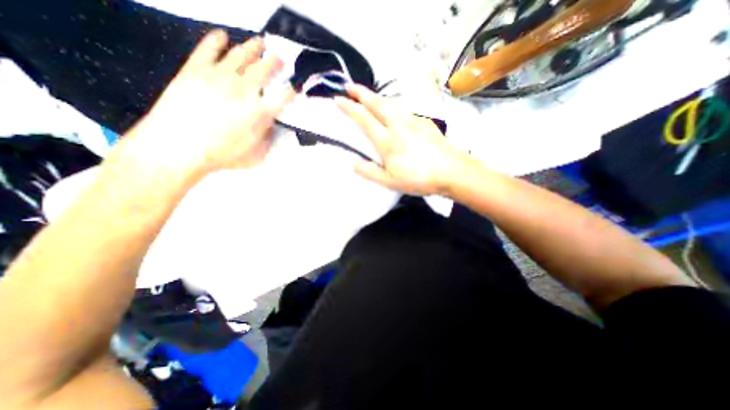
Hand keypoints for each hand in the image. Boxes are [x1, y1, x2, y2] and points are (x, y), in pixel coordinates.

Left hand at [116, 28, 292, 173]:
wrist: (177, 148)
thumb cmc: (221, 155)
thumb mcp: (255, 155)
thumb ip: (268, 138)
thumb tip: (271, 125)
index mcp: (260, 112)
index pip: (283, 97)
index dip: (291, 92)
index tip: (294, 89)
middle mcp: (243, 90)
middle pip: (264, 70)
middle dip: (275, 63)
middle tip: (280, 58)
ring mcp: (219, 76)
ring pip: (240, 56)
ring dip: (253, 48)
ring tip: (260, 42)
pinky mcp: (195, 70)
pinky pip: (208, 49)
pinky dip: (216, 40)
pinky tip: (223, 35)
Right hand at [335, 82, 467, 195]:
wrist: (452, 172)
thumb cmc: (420, 179)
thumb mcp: (390, 182)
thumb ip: (370, 172)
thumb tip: (353, 163)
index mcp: (388, 142)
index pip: (365, 120)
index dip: (350, 108)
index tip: (338, 99)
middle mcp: (399, 126)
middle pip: (378, 104)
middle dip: (362, 93)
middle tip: (350, 86)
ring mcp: (414, 122)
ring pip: (392, 103)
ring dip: (378, 97)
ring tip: (370, 96)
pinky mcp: (425, 122)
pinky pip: (405, 110)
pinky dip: (394, 106)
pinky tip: (395, 110)